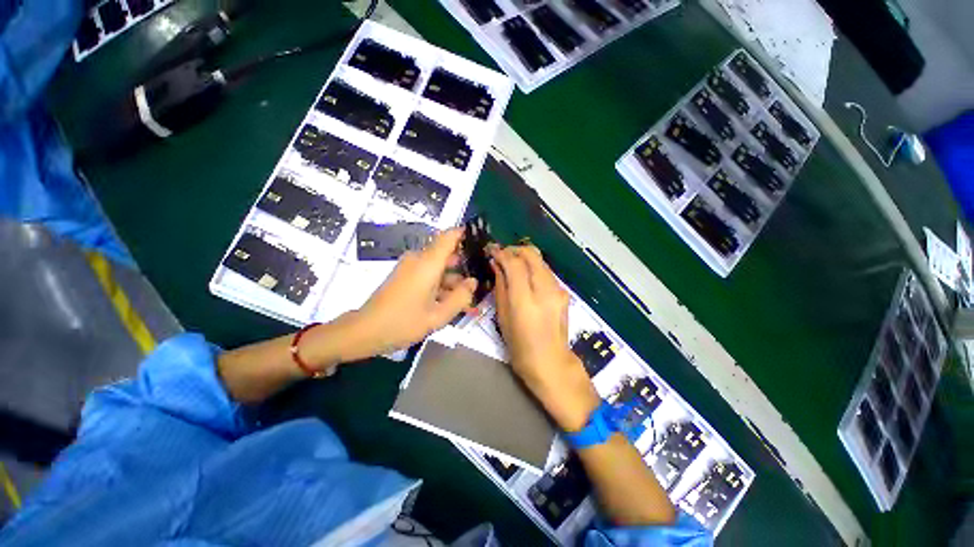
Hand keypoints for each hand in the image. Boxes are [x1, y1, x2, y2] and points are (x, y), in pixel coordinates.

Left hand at [337, 228, 477, 360]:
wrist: (365, 331)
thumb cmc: (402, 323)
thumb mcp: (438, 316)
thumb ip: (461, 297)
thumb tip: (473, 282)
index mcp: (428, 263)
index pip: (449, 236)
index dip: (466, 235)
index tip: (482, 244)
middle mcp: (419, 260)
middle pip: (447, 253)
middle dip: (464, 266)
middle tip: (481, 280)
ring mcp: (410, 268)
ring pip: (439, 267)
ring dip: (453, 280)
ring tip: (469, 299)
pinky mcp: (405, 276)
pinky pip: (429, 274)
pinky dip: (441, 285)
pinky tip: (452, 303)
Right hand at [490, 245, 598, 430]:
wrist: (551, 362)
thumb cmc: (520, 346)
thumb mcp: (503, 316)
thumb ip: (501, 286)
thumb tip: (496, 264)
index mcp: (525, 301)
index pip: (514, 264)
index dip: (502, 253)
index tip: (492, 251)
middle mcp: (545, 290)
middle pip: (532, 254)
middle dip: (515, 250)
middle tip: (502, 255)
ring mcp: (558, 290)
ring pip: (541, 260)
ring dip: (525, 257)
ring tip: (512, 264)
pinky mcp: (564, 292)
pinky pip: (546, 271)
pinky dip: (534, 267)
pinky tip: (525, 276)